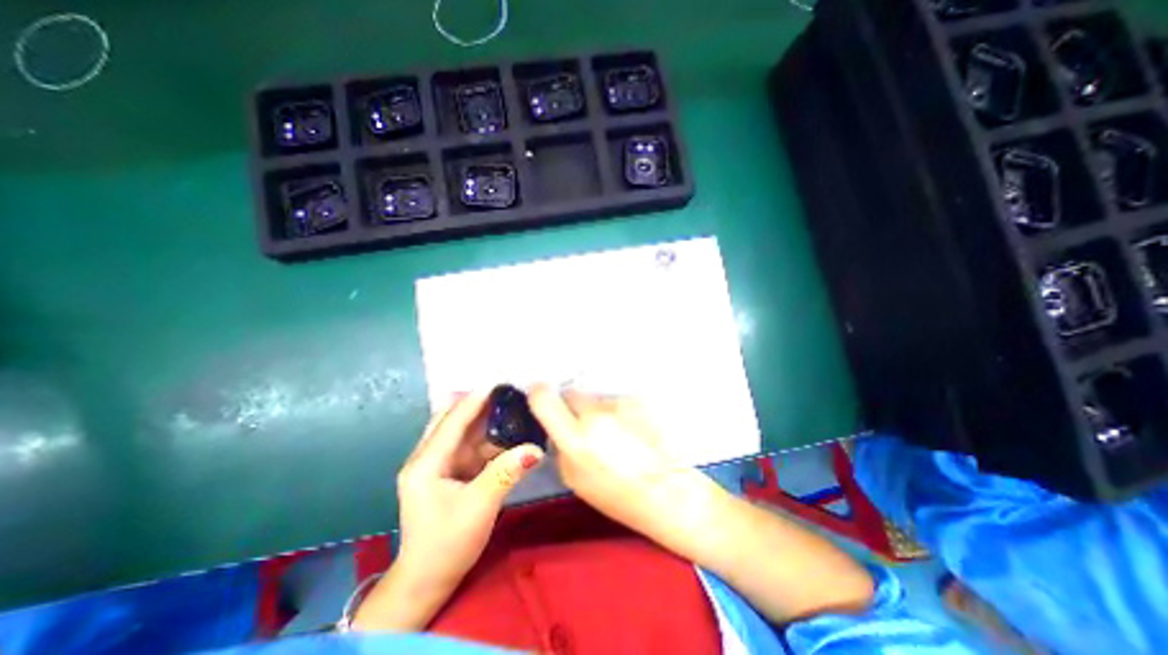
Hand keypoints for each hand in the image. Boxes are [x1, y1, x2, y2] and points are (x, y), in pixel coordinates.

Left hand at [396, 390, 545, 587]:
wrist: (428, 581)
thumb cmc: (448, 544)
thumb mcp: (479, 507)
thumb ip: (506, 472)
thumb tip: (536, 448)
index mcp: (426, 463)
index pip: (452, 420)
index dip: (475, 400)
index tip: (499, 382)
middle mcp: (427, 458)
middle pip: (452, 420)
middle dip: (478, 404)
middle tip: (507, 393)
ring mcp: (437, 465)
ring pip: (462, 432)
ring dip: (484, 420)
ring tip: (510, 407)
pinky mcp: (448, 473)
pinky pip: (468, 447)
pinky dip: (486, 438)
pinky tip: (505, 433)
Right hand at [531, 383, 711, 542]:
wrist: (668, 491)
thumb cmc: (618, 496)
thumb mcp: (574, 479)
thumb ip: (560, 446)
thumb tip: (556, 424)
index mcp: (576, 439)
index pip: (544, 398)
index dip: (538, 393)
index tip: (540, 395)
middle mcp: (597, 415)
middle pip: (572, 393)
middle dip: (572, 406)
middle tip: (582, 425)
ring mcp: (620, 405)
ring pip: (596, 398)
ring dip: (598, 410)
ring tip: (614, 434)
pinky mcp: (638, 400)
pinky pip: (617, 401)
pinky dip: (617, 412)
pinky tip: (630, 431)